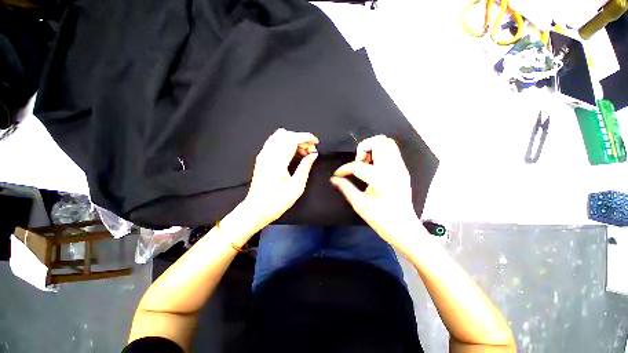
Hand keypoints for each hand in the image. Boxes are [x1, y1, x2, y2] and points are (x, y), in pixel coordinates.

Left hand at [242, 128, 318, 226]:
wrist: (256, 209)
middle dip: (301, 139)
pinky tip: (293, 154)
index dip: (306, 137)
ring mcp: (263, 155)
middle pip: (286, 135)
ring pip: (280, 136)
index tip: (316, 143)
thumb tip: (313, 155)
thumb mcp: (296, 187)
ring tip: (303, 153)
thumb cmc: (276, 202)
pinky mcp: (262, 158)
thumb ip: (305, 167)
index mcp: (277, 162)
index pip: (292, 139)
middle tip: (311, 152)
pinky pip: (275, 142)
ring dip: (294, 141)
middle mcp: (268, 155)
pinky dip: (286, 144)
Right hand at [330, 135, 420, 247]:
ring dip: (372, 149)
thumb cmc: (381, 220)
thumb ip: (345, 188)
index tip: (337, 175)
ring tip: (365, 164)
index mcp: (381, 180)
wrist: (404, 228)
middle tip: (358, 163)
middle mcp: (393, 169)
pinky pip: (392, 151)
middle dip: (363, 148)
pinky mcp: (403, 169)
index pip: (358, 165)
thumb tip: (333, 179)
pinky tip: (374, 167)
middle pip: (379, 142)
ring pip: (388, 143)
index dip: (344, 169)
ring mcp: (400, 168)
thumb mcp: (360, 205)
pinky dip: (380, 153)